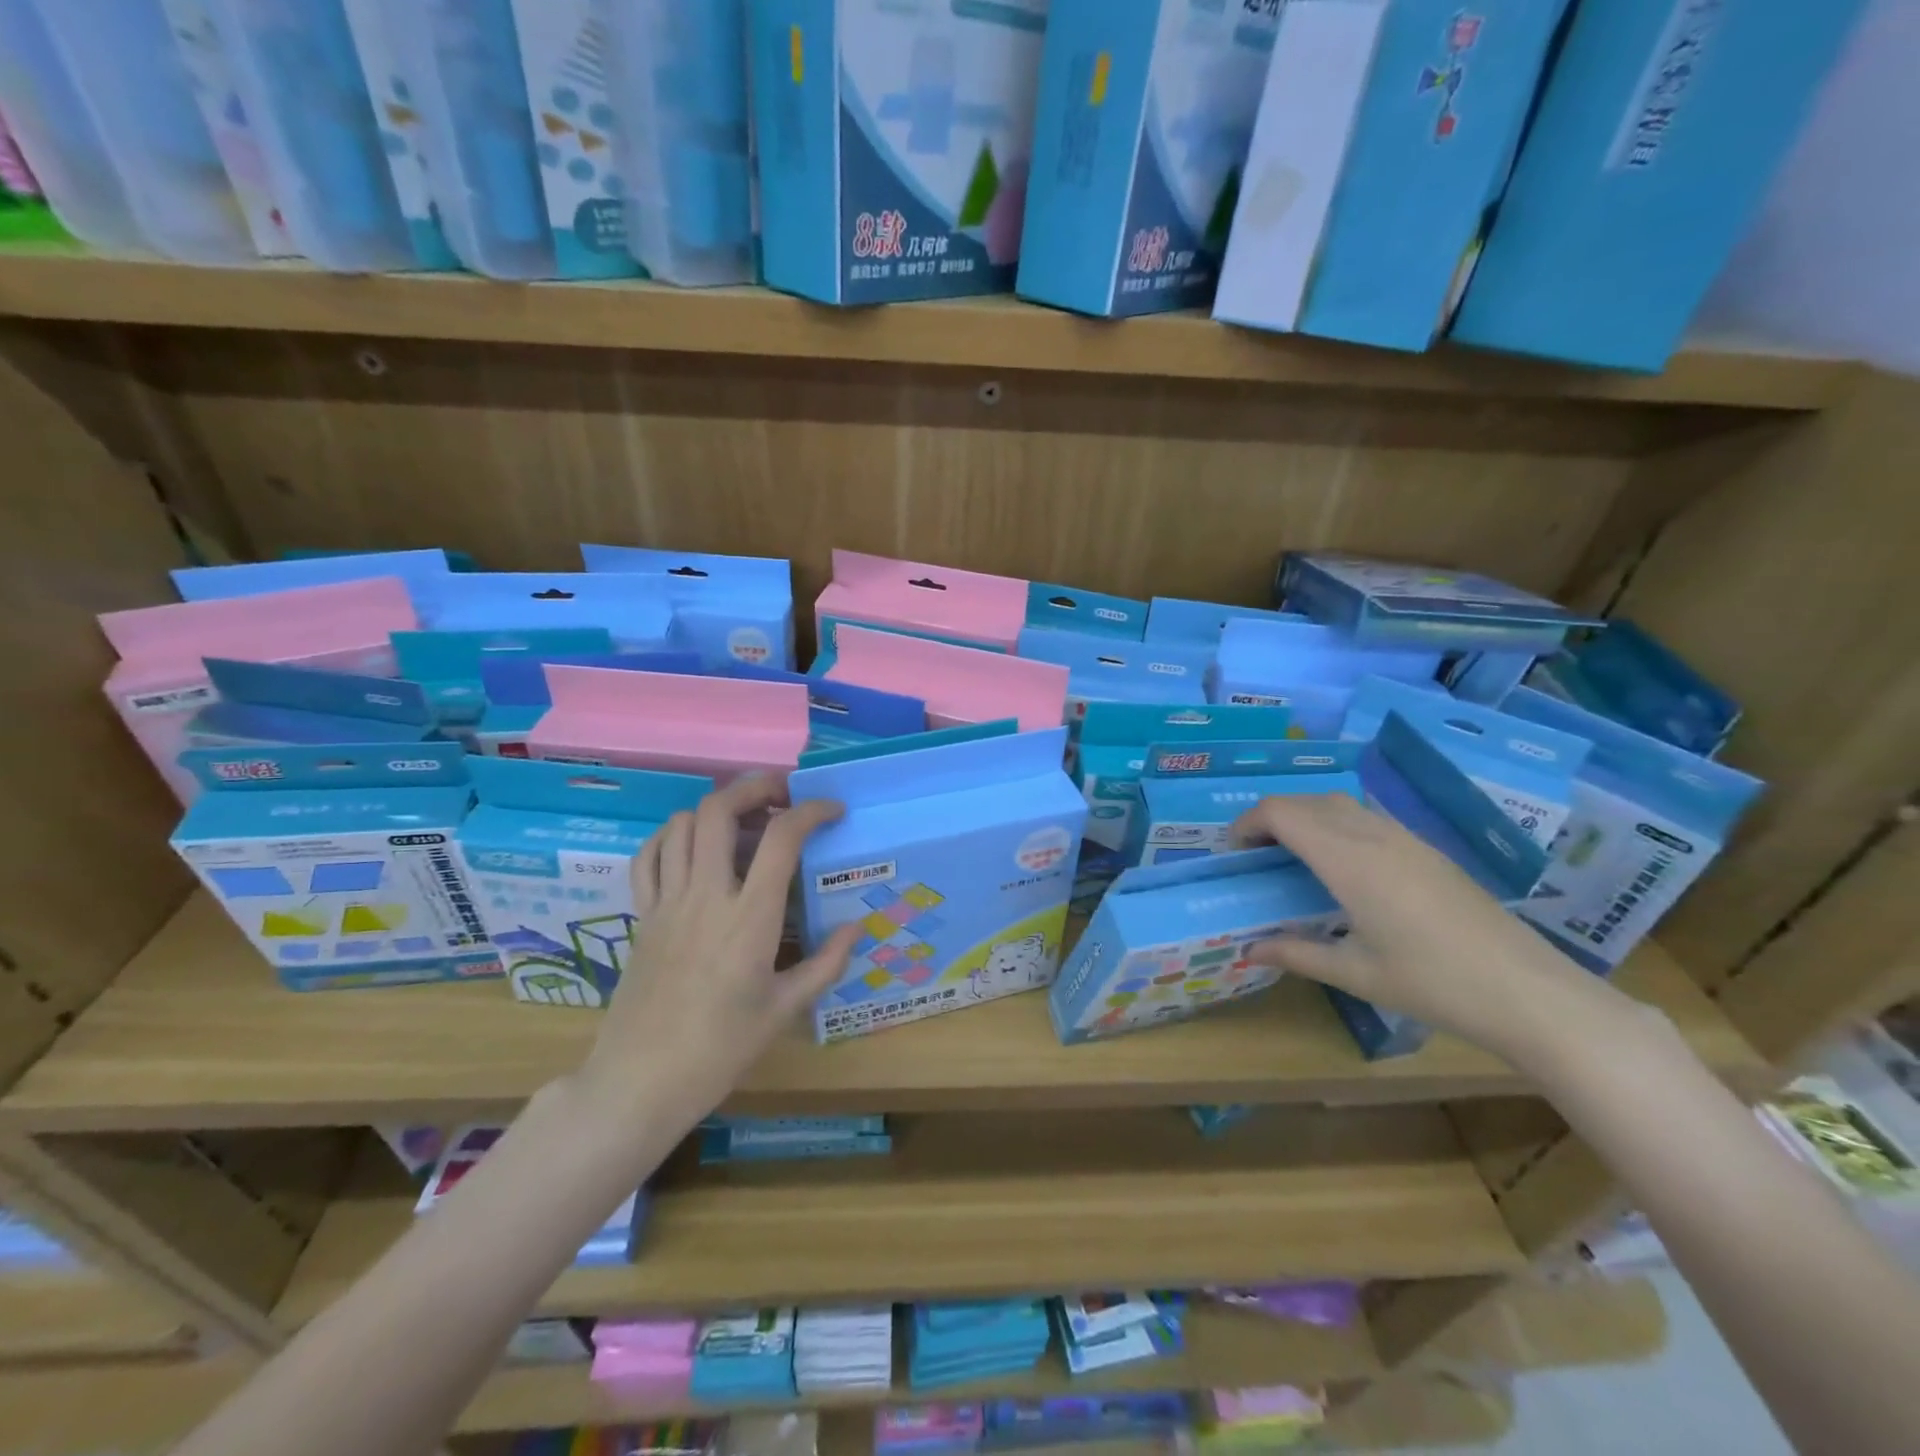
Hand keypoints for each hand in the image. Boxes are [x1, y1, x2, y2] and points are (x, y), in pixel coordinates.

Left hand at [575, 776, 862, 1123]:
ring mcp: (667, 902)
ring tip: (743, 820)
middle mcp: (705, 895)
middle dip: (755, 787)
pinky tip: (692, 847)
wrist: (640, 1083)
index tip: (832, 811)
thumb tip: (856, 927)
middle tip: (783, 795)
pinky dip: (671, 836)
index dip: (812, 811)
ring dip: (715, 808)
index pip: (781, 837)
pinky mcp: (642, 915)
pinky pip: (649, 856)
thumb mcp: (784, 1010)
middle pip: (720, 810)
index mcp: (749, 918)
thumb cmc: (720, 1050)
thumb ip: (826, 963)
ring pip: (681, 824)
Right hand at [1229, 793, 1615, 1064]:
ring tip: (1291, 854)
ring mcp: (1404, 838)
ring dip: (1304, 816)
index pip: (1281, 813)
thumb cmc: (1433, 984)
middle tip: (1255, 854)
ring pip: (1338, 803)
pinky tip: (1340, 864)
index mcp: (1347, 860)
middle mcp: (1373, 835)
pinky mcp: (1426, 849)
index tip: (1233, 852)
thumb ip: (1296, 954)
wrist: (1529, 992)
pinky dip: (1335, 824)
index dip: (1247, 823)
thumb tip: (1249, 950)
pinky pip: (1365, 816)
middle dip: (1270, 817)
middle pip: (1306, 800)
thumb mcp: (1355, 973)